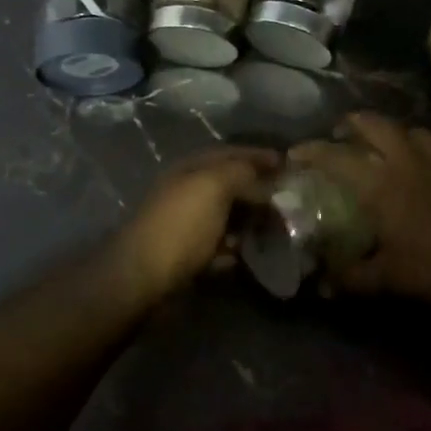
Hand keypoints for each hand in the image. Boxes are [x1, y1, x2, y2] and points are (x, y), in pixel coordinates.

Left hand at [108, 147, 278, 299]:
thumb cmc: (181, 224)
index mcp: (192, 167)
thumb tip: (264, 179)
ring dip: (250, 220)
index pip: (231, 153)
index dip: (259, 156)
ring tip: (277, 229)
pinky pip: (219, 246)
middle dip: (259, 189)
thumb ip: (242, 173)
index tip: (288, 164)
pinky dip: (237, 248)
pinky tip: (253, 254)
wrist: (142, 276)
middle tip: (289, 200)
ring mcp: (186, 224)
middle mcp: (188, 190)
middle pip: (230, 184)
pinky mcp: (187, 255)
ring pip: (226, 215)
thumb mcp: (214, 186)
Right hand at [289, 113, 430, 301]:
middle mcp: (403, 160)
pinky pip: (430, 144)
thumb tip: (323, 284)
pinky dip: (415, 146)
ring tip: (381, 143)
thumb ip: (352, 277)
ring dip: (388, 130)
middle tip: (340, 132)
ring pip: (406, 129)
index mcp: (378, 182)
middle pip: (373, 124)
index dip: (312, 151)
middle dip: (352, 123)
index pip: (336, 156)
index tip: (296, 152)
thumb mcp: (387, 277)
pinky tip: (415, 164)